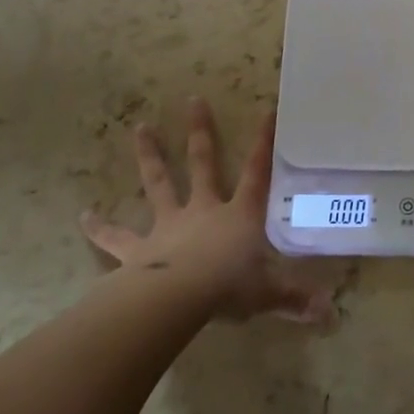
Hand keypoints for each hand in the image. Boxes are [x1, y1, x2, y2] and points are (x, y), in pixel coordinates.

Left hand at [80, 98, 332, 323]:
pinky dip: (100, 227)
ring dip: (150, 155)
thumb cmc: (228, 288)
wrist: (176, 300)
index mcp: (239, 215)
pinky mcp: (138, 249)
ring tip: (140, 127)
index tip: (268, 111)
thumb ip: (296, 299)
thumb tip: (330, 314)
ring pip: (159, 183)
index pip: (257, 172)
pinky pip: (117, 237)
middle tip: (192, 100)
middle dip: (199, 132)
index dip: (264, 143)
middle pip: (203, 163)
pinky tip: (82, 216)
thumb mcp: (269, 293)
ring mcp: (168, 226)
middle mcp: (204, 210)